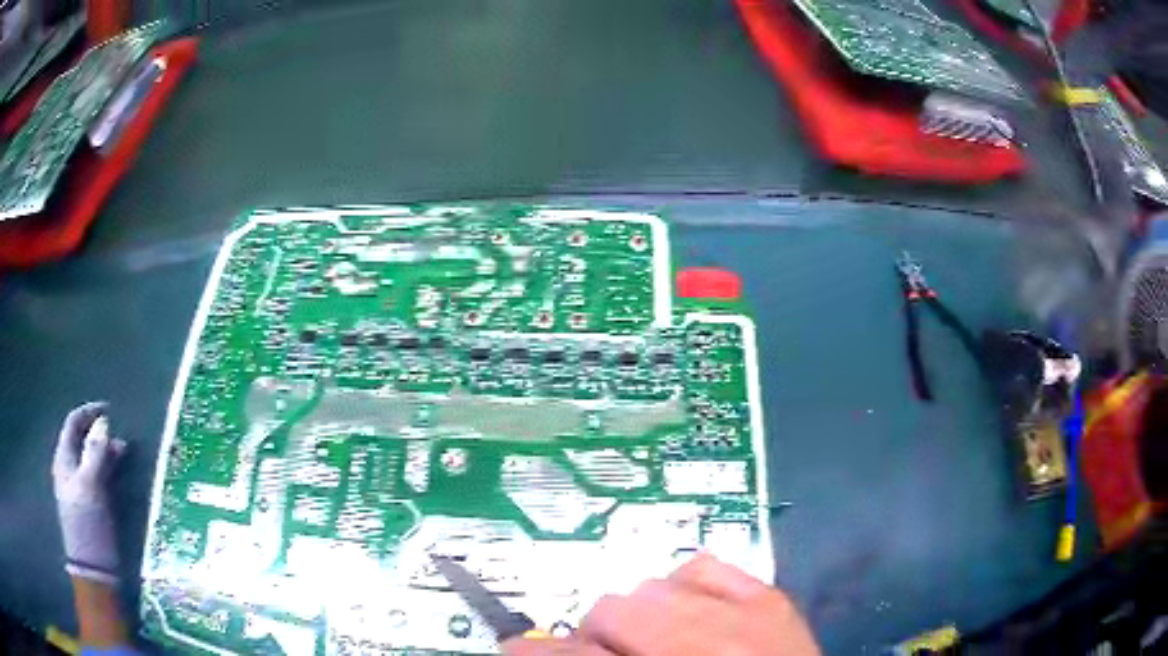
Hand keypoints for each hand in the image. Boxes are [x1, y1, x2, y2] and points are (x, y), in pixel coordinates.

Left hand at [52, 402, 126, 584]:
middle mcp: (69, 470)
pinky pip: (97, 480)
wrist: (94, 572)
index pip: (73, 424)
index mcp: (64, 460)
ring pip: (91, 461)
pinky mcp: (91, 508)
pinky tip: (120, 477)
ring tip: (124, 454)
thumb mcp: (90, 486)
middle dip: (99, 434)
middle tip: (120, 435)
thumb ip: (95, 453)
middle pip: (82, 442)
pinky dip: (108, 472)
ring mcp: (80, 491)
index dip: (88, 413)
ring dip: (106, 454)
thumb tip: (103, 422)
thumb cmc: (88, 525)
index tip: (109, 410)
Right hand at [502, 553, 819, 655]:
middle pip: (613, 610)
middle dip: (595, 636)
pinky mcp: (772, 598)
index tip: (515, 647)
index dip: (536, 651)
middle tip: (605, 655)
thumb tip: (530, 649)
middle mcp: (705, 644)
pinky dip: (687, 586)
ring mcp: (745, 615)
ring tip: (651, 640)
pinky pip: (707, 568)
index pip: (577, 654)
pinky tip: (690, 611)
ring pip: (653, 586)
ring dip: (639, 613)